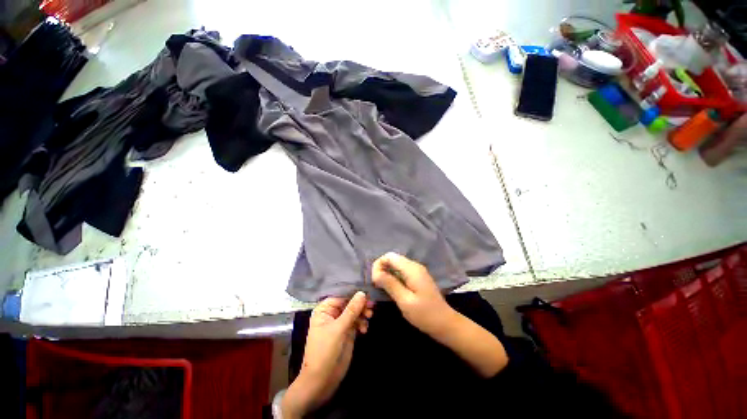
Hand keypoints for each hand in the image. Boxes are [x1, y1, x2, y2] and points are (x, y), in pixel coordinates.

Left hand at [282, 292, 372, 417]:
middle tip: (372, 307)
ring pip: (355, 311)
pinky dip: (362, 323)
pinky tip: (364, 329)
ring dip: (363, 313)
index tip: (368, 293)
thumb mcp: (338, 329)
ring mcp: (340, 323)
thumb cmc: (325, 352)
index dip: (355, 294)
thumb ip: (351, 310)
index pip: (342, 295)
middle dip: (361, 304)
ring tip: (369, 317)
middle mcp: (332, 313)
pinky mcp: (347, 332)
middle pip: (350, 302)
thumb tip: (362, 293)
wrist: (322, 381)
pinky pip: (357, 321)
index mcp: (325, 309)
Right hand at [372, 252, 508, 377]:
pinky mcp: (417, 277)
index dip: (378, 265)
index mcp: (412, 269)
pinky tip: (391, 288)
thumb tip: (375, 273)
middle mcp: (414, 266)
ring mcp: (417, 271)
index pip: (389, 256)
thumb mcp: (405, 301)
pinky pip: (401, 271)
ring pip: (396, 265)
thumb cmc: (425, 314)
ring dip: (386, 273)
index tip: (374, 281)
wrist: (445, 324)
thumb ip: (390, 284)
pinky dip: (393, 277)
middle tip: (376, 285)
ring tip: (381, 288)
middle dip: (381, 269)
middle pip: (392, 258)